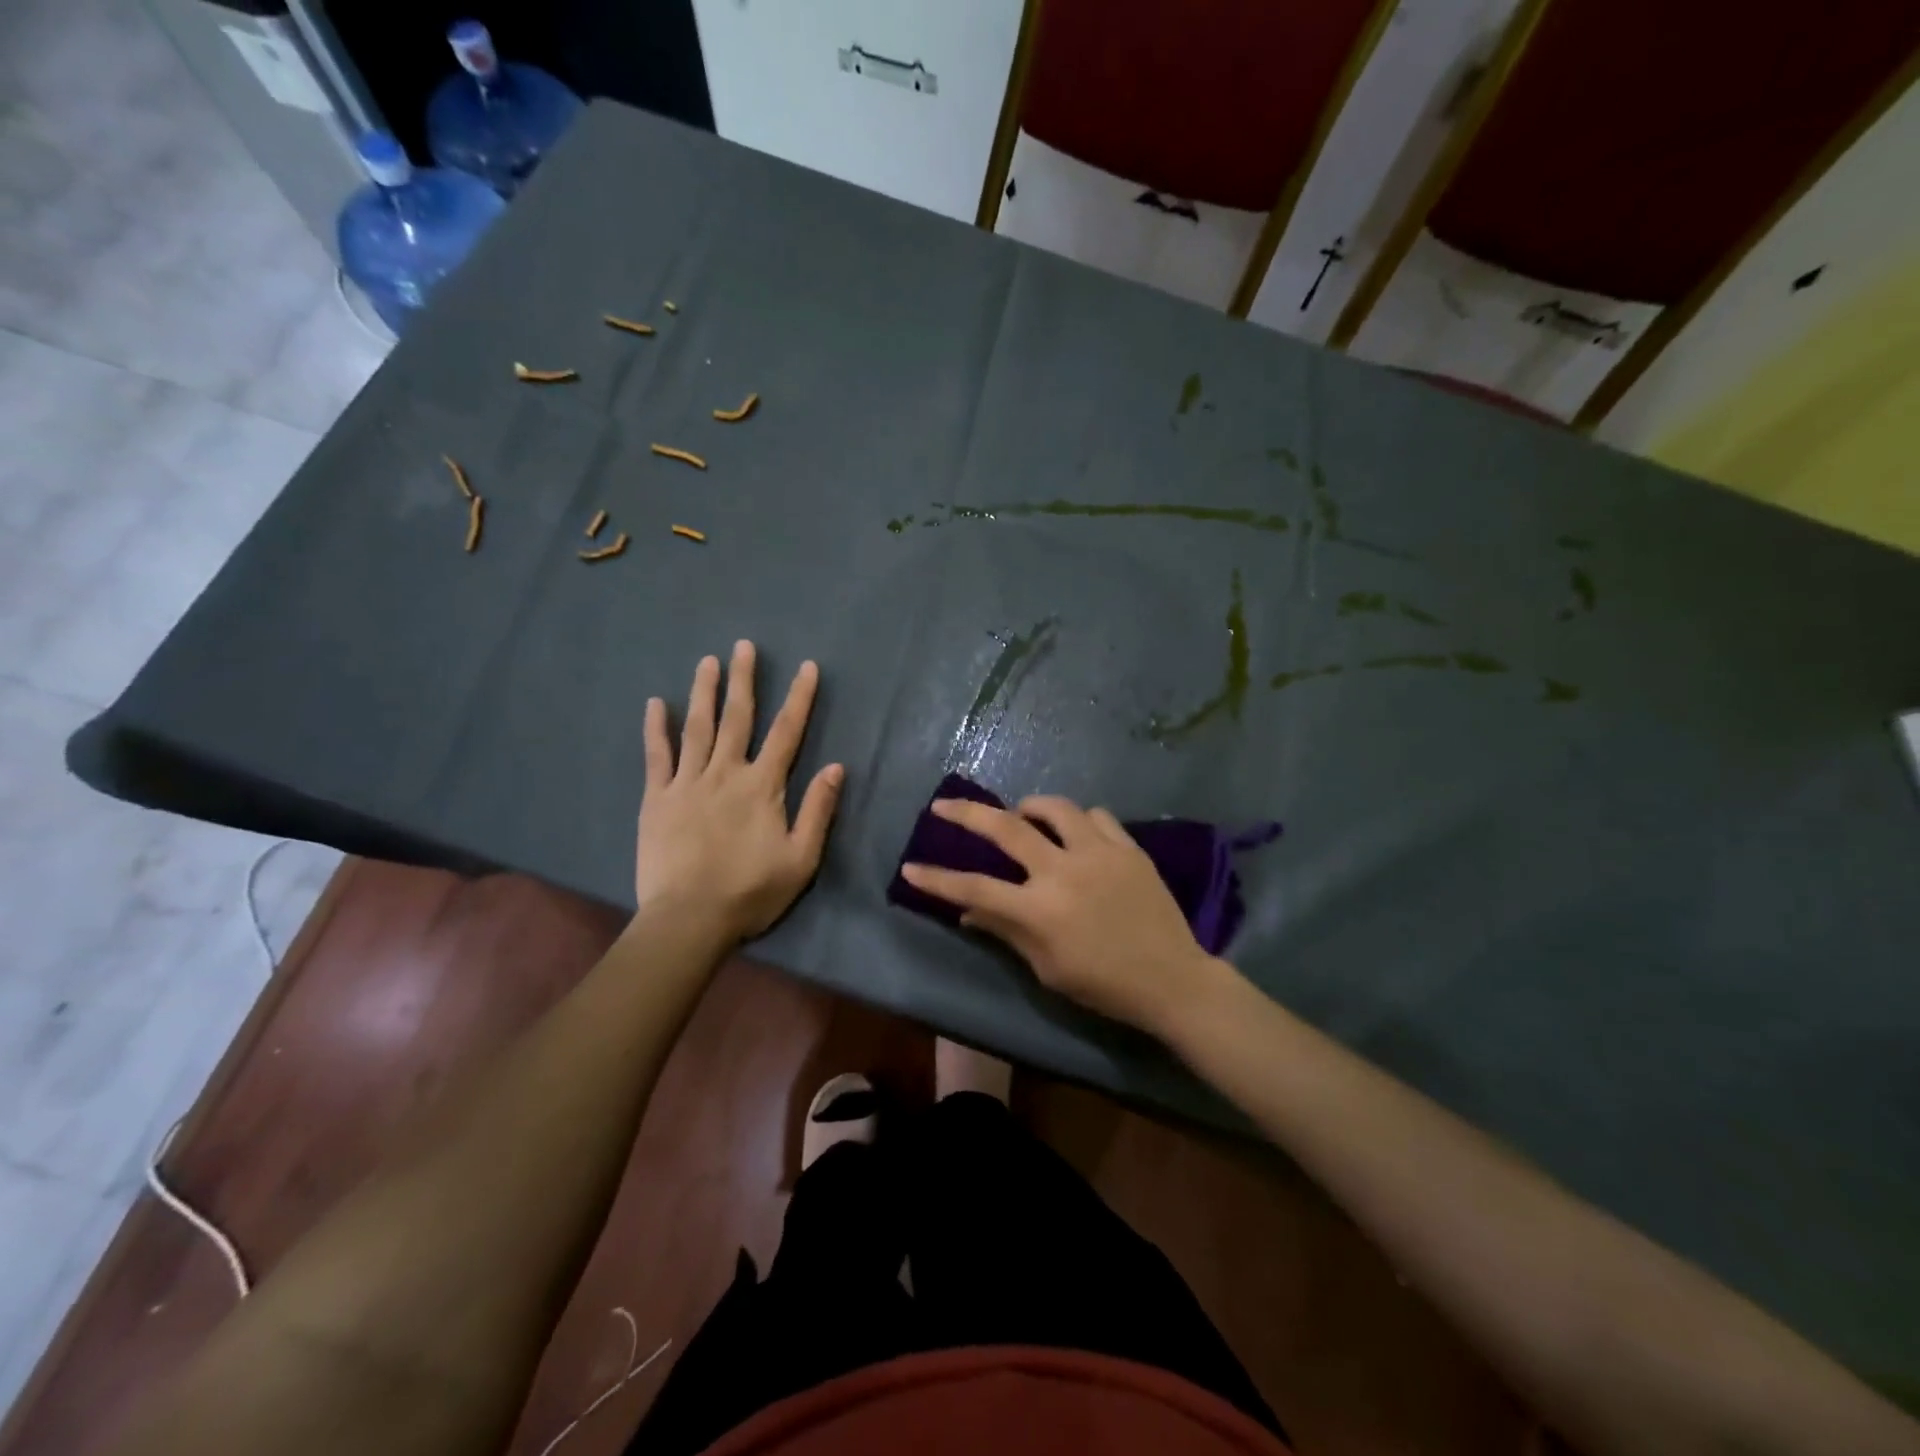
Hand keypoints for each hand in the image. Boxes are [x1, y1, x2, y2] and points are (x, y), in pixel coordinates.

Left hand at [637, 642, 843, 943]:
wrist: (689, 919)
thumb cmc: (751, 892)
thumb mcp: (801, 858)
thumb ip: (818, 810)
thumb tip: (837, 767)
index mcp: (762, 786)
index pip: (787, 732)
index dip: (800, 698)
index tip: (807, 667)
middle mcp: (725, 773)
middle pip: (738, 718)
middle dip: (744, 680)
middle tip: (744, 646)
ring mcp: (687, 783)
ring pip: (697, 728)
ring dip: (704, 692)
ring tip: (707, 661)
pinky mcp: (657, 799)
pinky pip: (657, 756)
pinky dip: (656, 729)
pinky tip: (656, 704)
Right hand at [900, 795, 1224, 1037]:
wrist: (1172, 979)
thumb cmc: (1103, 985)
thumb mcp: (1047, 969)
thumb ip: (1006, 932)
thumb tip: (967, 912)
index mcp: (1040, 910)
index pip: (974, 888)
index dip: (937, 879)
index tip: (910, 867)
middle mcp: (1064, 871)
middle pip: (1006, 828)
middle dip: (967, 814)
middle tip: (944, 806)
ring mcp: (1099, 853)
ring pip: (1055, 808)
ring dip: (1029, 808)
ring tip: (1021, 816)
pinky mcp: (1128, 848)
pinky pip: (1096, 816)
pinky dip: (1077, 820)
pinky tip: (1075, 833)